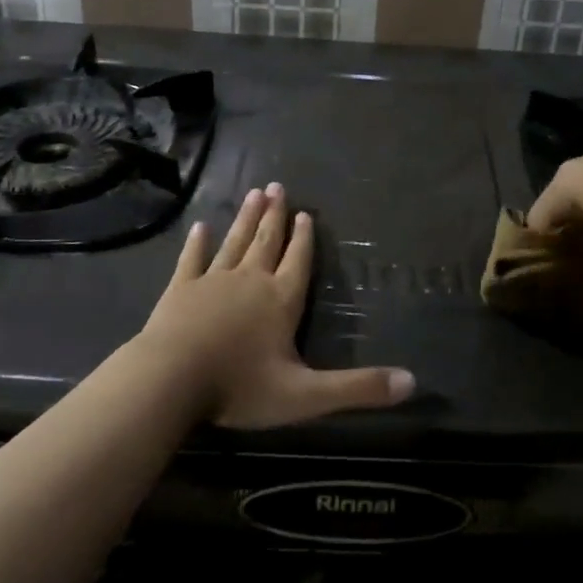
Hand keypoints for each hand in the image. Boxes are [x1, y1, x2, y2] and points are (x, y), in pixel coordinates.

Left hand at [136, 183, 414, 428]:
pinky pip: (192, 260)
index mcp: (281, 300)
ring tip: (254, 194)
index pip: (298, 262)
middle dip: (275, 216)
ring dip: (246, 219)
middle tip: (278, 186)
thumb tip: (412, 382)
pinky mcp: (180, 290)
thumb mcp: (307, 396)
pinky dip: (197, 243)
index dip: (304, 239)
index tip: (305, 213)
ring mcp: (213, 281)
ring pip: (234, 242)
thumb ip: (358, 388)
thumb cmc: (240, 387)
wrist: (170, 381)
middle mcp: (250, 281)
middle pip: (266, 242)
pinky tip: (200, 226)